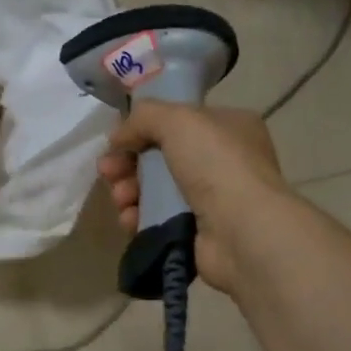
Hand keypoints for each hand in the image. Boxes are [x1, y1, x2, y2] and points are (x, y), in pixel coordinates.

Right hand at [97, 101, 292, 294]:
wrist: (243, 231)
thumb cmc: (217, 164)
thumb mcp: (178, 120)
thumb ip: (144, 117)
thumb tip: (118, 135)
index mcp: (230, 127)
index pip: (179, 122)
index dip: (144, 128)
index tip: (117, 140)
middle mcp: (224, 162)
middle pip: (162, 157)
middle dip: (128, 163)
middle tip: (107, 171)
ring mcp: (212, 201)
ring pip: (156, 190)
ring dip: (129, 191)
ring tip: (121, 198)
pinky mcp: (198, 233)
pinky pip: (158, 220)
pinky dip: (139, 218)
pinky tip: (130, 219)